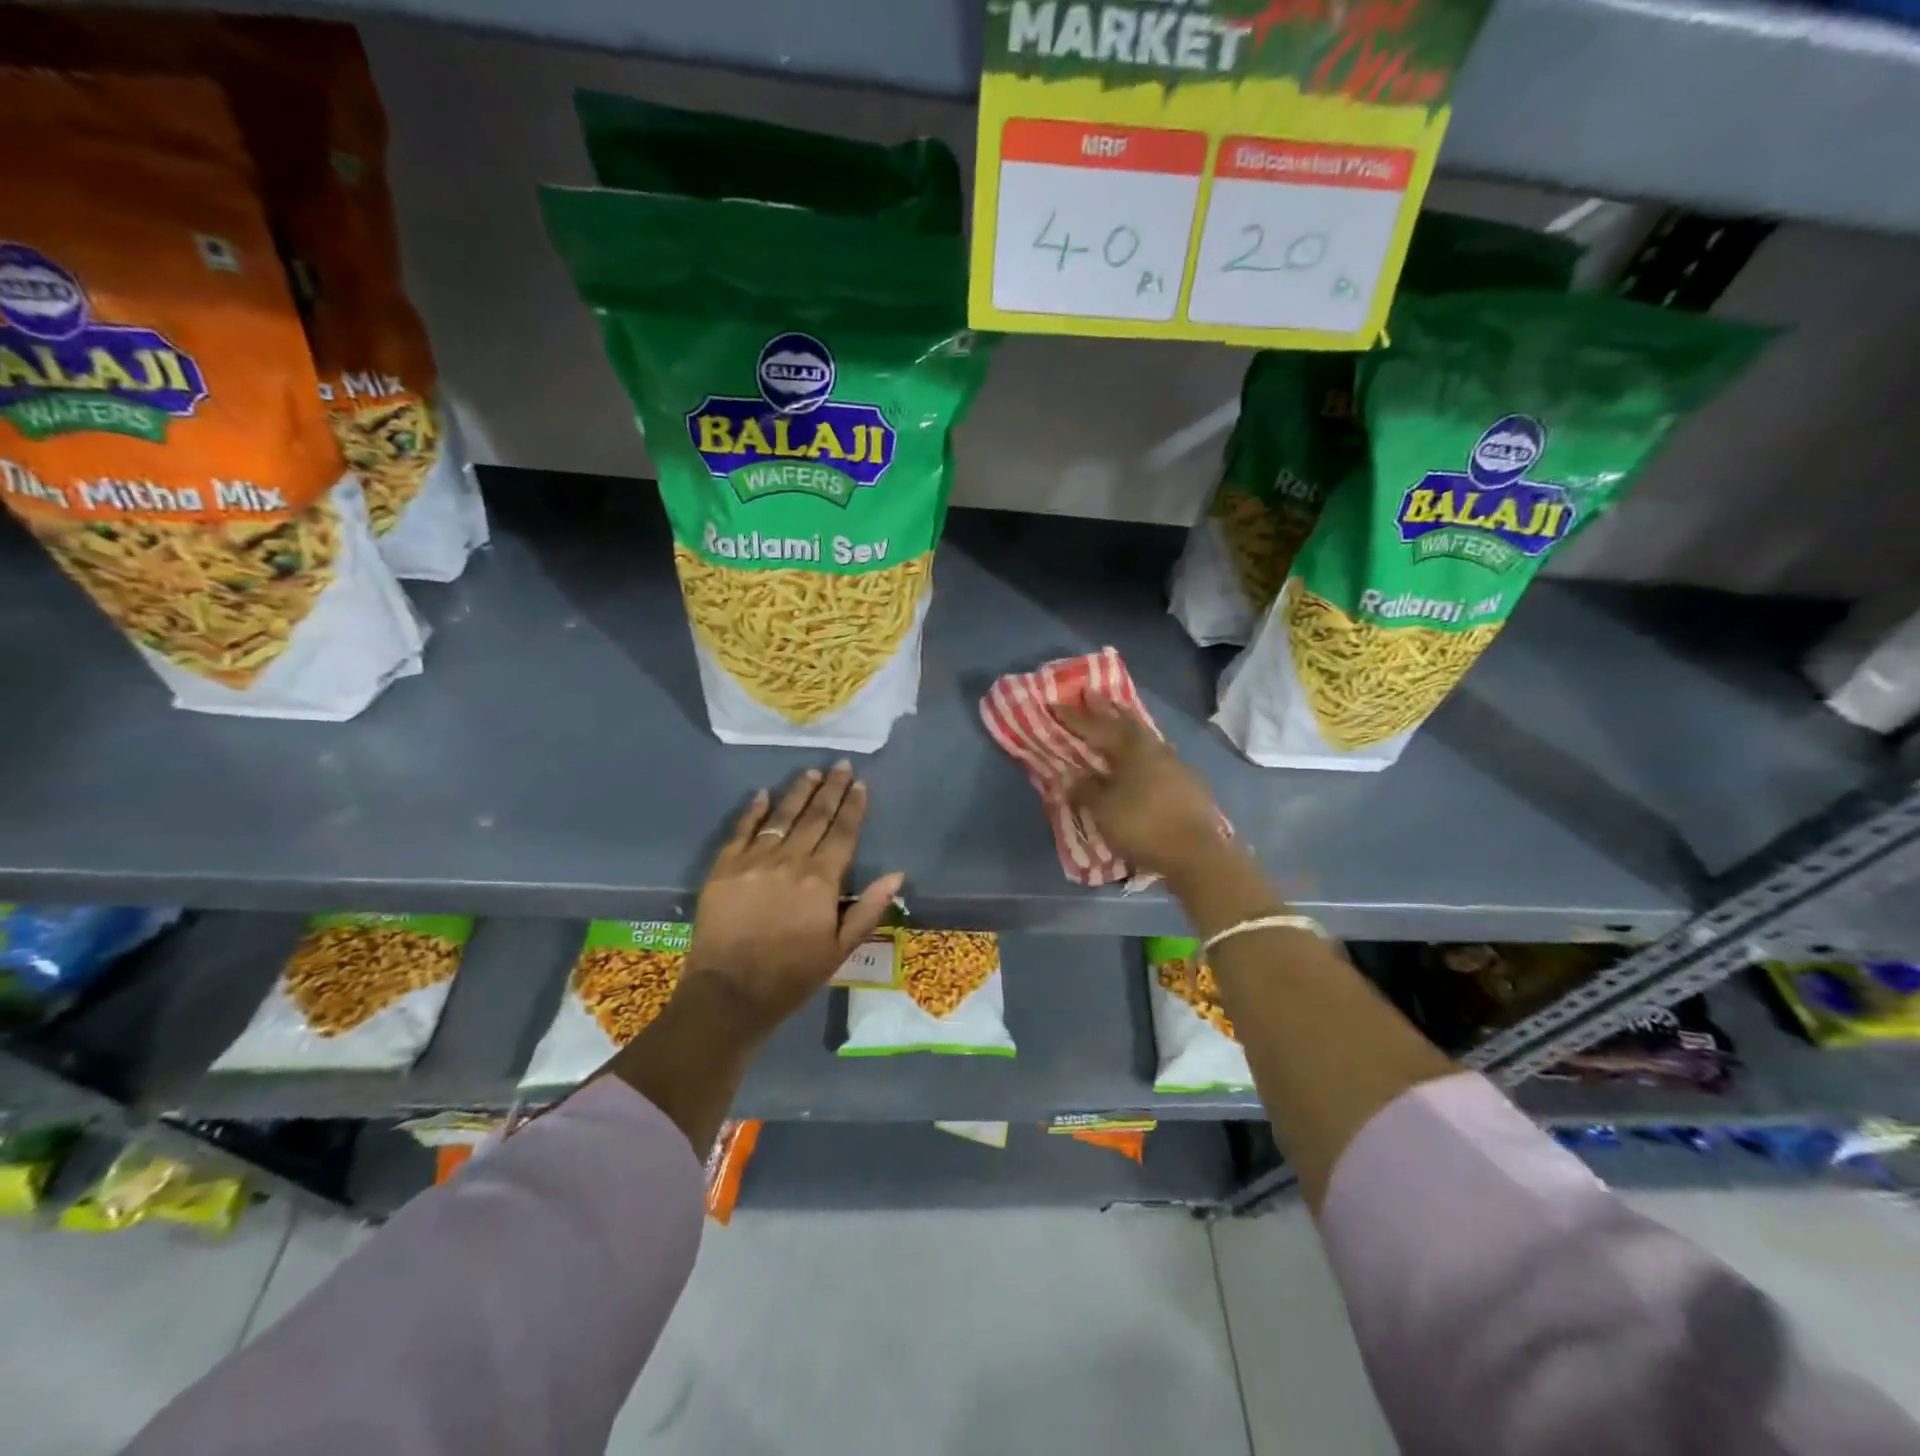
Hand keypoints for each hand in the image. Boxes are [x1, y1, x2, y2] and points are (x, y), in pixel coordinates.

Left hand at [682, 762, 902, 1038]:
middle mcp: (789, 860)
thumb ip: (868, 908)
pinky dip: (753, 811)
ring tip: (811, 773)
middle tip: (840, 765)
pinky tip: (762, 794)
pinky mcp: (724, 868)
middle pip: (815, 816)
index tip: (860, 784)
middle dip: (830, 789)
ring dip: (798, 792)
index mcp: (821, 879)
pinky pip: (741, 830)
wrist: (729, 994)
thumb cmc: (792, 975)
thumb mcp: (840, 948)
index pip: (842, 833)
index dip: (853, 807)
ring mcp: (753, 860)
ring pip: (781, 816)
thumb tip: (897, 874)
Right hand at [1054, 693, 1227, 881]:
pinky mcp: (1187, 782)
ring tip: (1116, 716)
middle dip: (1105, 709)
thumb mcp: (1104, 809)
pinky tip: (1141, 754)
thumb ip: (1086, 789)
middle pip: (1125, 722)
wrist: (1196, 853)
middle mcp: (1153, 748)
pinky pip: (1157, 754)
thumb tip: (1071, 774)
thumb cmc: (1143, 825)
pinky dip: (1142, 748)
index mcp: (1130, 748)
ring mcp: (1174, 763)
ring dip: (1127, 724)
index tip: (1054, 703)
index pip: (1095, 727)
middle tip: (1090, 694)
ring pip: (1145, 736)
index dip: (1073, 717)